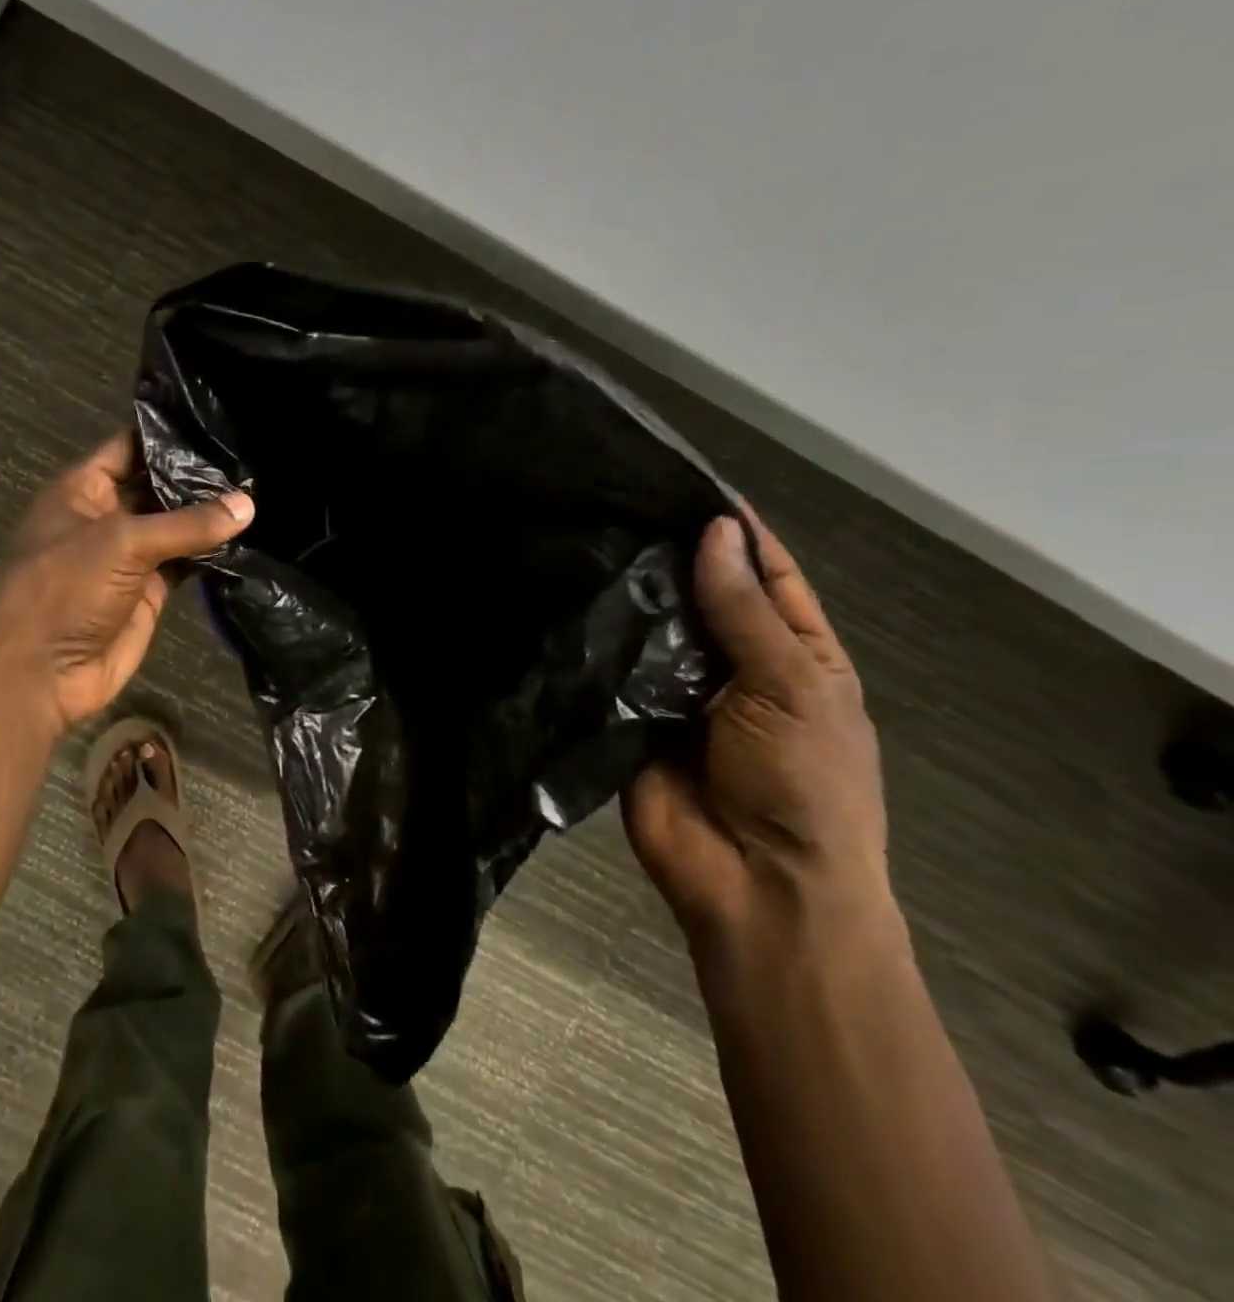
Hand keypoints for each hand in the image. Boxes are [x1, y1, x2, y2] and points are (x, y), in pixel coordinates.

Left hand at [0, 431, 253, 733]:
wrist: (41, 673)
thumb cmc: (65, 590)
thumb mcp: (122, 543)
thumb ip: (187, 524)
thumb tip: (247, 504)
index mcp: (82, 490)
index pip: (129, 447)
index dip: (167, 435)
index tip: (218, 424)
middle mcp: (107, 517)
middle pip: (157, 487)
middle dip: (198, 476)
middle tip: (252, 459)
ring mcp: (129, 557)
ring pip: (175, 528)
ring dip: (209, 516)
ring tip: (261, 491)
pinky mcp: (149, 592)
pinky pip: (185, 563)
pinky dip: (211, 554)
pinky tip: (247, 537)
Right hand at [623, 512, 888, 947]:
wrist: (755, 885)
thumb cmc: (804, 784)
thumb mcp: (793, 687)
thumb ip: (745, 613)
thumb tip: (715, 532)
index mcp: (797, 656)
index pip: (768, 577)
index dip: (738, 534)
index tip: (690, 486)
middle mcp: (734, 667)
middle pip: (702, 598)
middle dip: (672, 559)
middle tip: (618, 508)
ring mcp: (678, 695)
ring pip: (652, 632)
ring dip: (631, 598)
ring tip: (586, 543)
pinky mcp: (629, 719)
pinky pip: (613, 673)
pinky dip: (598, 643)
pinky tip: (568, 602)